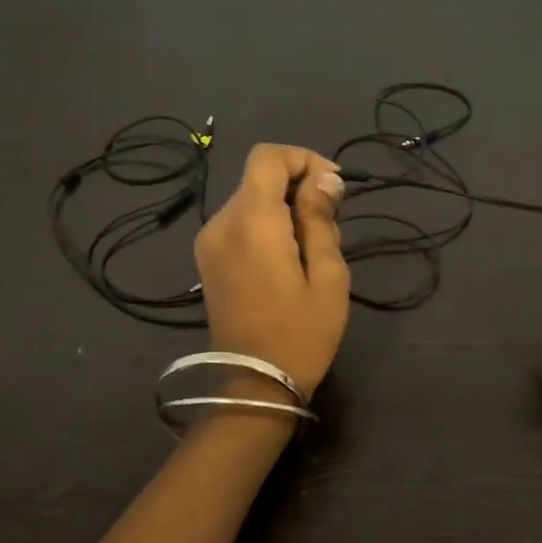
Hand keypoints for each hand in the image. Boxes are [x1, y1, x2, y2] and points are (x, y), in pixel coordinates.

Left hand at [194, 144, 350, 396]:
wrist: (255, 385)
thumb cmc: (302, 333)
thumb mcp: (328, 276)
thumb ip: (322, 220)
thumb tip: (324, 179)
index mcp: (253, 222)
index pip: (268, 157)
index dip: (304, 160)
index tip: (334, 188)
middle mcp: (222, 223)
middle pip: (259, 177)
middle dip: (299, 186)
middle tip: (332, 224)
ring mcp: (209, 242)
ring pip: (250, 200)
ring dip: (284, 207)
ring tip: (314, 247)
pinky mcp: (208, 260)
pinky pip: (240, 223)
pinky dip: (267, 225)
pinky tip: (288, 258)